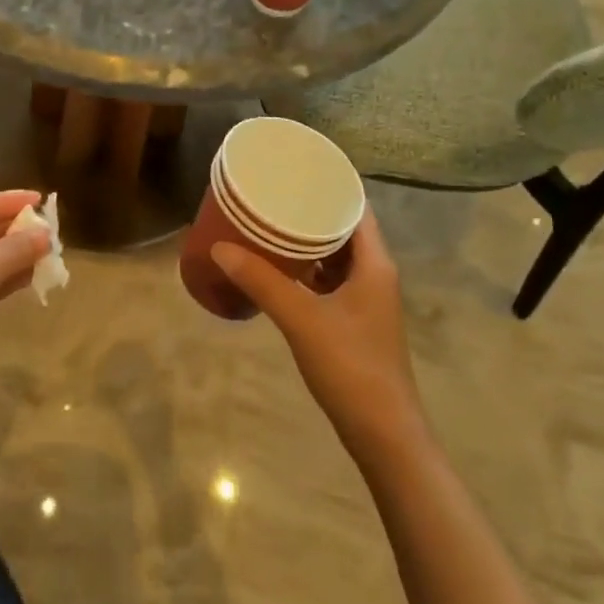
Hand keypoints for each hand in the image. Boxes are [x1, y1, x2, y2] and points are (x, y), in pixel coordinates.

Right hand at [211, 211, 427, 460]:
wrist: (383, 433)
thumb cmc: (351, 367)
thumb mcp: (302, 319)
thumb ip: (262, 281)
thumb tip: (220, 247)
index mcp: (374, 263)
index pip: (356, 207)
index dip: (329, 186)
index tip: (295, 170)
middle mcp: (375, 274)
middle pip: (344, 229)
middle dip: (310, 211)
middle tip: (272, 194)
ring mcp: (366, 299)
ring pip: (336, 256)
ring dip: (308, 241)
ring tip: (269, 224)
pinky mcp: (354, 321)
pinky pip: (329, 280)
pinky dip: (307, 269)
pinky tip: (278, 268)